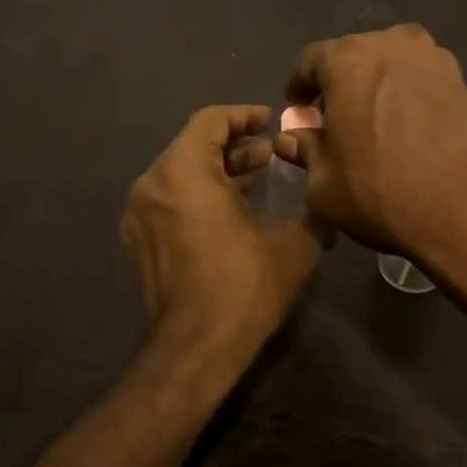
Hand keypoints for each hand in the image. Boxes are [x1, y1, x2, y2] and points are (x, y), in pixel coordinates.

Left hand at [121, 105, 322, 362]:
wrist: (194, 351)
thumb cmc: (243, 288)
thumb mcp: (294, 246)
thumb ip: (313, 212)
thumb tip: (327, 200)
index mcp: (183, 172)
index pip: (210, 121)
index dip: (243, 115)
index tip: (269, 120)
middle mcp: (152, 185)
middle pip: (192, 145)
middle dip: (233, 145)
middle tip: (269, 153)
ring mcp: (140, 215)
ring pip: (180, 173)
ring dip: (218, 170)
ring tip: (256, 179)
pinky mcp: (139, 241)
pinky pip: (170, 199)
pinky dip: (199, 193)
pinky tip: (231, 211)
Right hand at [275, 26, 466, 270]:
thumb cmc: (385, 194)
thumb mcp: (326, 184)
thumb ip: (305, 150)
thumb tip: (293, 137)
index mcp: (349, 60)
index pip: (310, 60)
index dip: (299, 85)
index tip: (297, 108)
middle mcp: (392, 44)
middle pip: (353, 57)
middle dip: (338, 84)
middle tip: (332, 120)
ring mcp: (435, 59)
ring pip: (390, 66)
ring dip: (374, 87)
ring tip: (371, 125)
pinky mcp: (464, 81)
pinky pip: (420, 80)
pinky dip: (406, 96)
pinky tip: (406, 131)